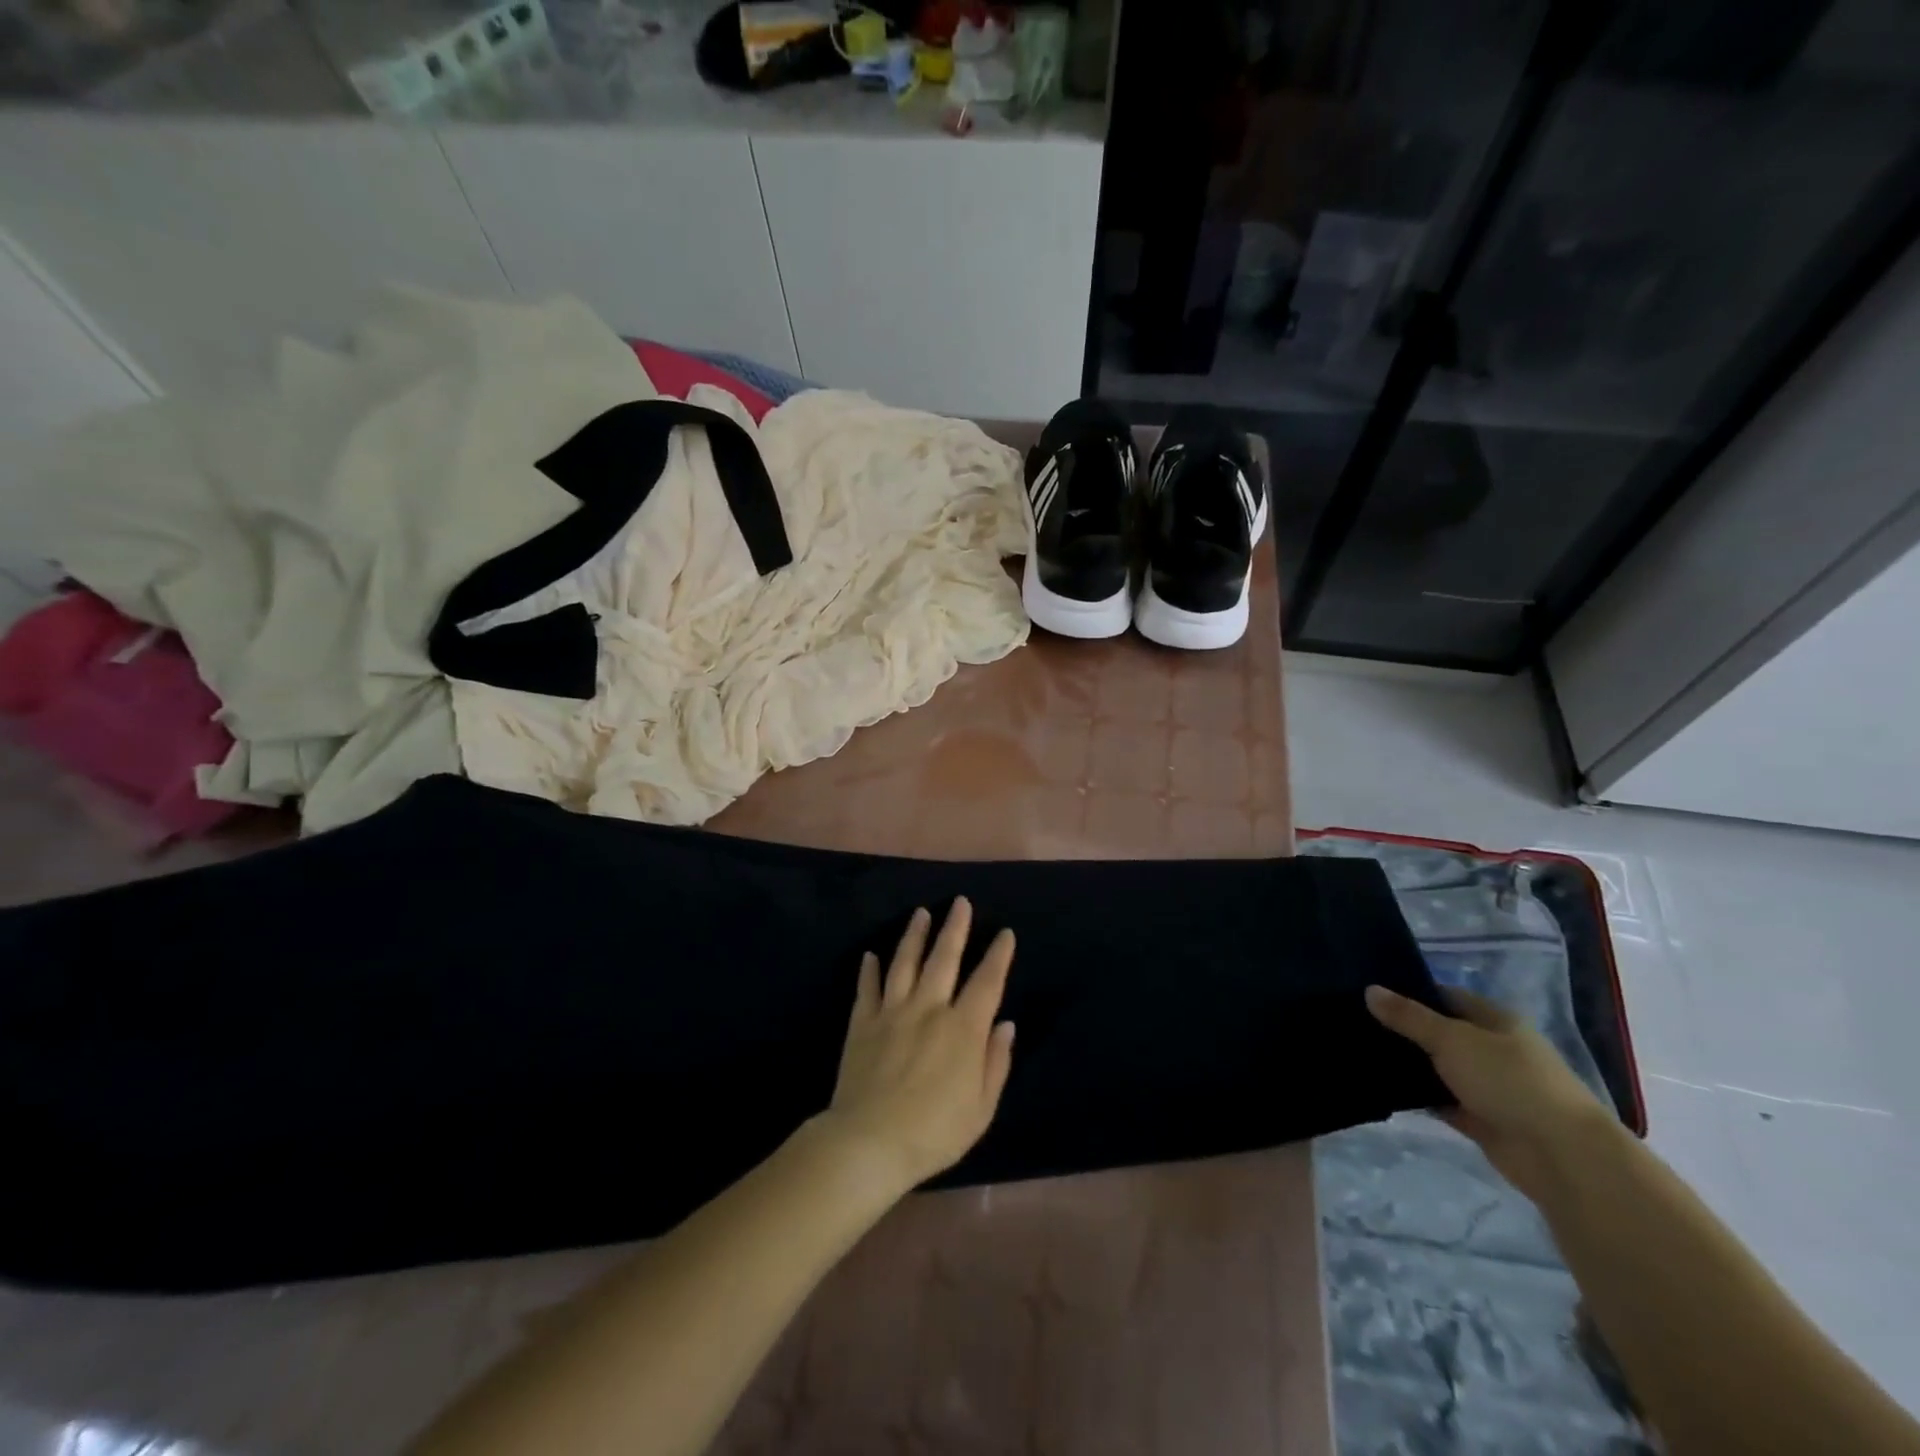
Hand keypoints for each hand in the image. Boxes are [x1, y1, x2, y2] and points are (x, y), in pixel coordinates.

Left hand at [817, 898, 1016, 1195]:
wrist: (869, 1142)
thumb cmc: (934, 1132)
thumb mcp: (981, 1108)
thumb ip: (995, 1062)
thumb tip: (1005, 1024)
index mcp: (963, 1028)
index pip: (987, 982)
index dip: (998, 955)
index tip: (1004, 933)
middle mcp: (929, 1008)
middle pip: (944, 958)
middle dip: (955, 928)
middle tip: (959, 902)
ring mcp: (892, 1011)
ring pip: (905, 962)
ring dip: (914, 935)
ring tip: (921, 913)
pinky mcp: (862, 1023)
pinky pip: (867, 988)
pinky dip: (869, 969)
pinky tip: (871, 955)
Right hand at [1366, 984, 1615, 1195]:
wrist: (1562, 1156)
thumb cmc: (1509, 1081)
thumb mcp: (1452, 1039)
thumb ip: (1408, 1017)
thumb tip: (1369, 989)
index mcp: (1495, 1020)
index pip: (1445, 996)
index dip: (1409, 992)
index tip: (1369, 993)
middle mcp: (1494, 1049)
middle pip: (1440, 1032)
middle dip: (1404, 1029)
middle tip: (1355, 1022)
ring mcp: (1489, 1086)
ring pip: (1439, 1068)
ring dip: (1410, 1065)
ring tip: (1360, 1052)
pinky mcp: (1482, 1119)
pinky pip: (1442, 1101)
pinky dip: (1419, 1097)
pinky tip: (1383, 1088)